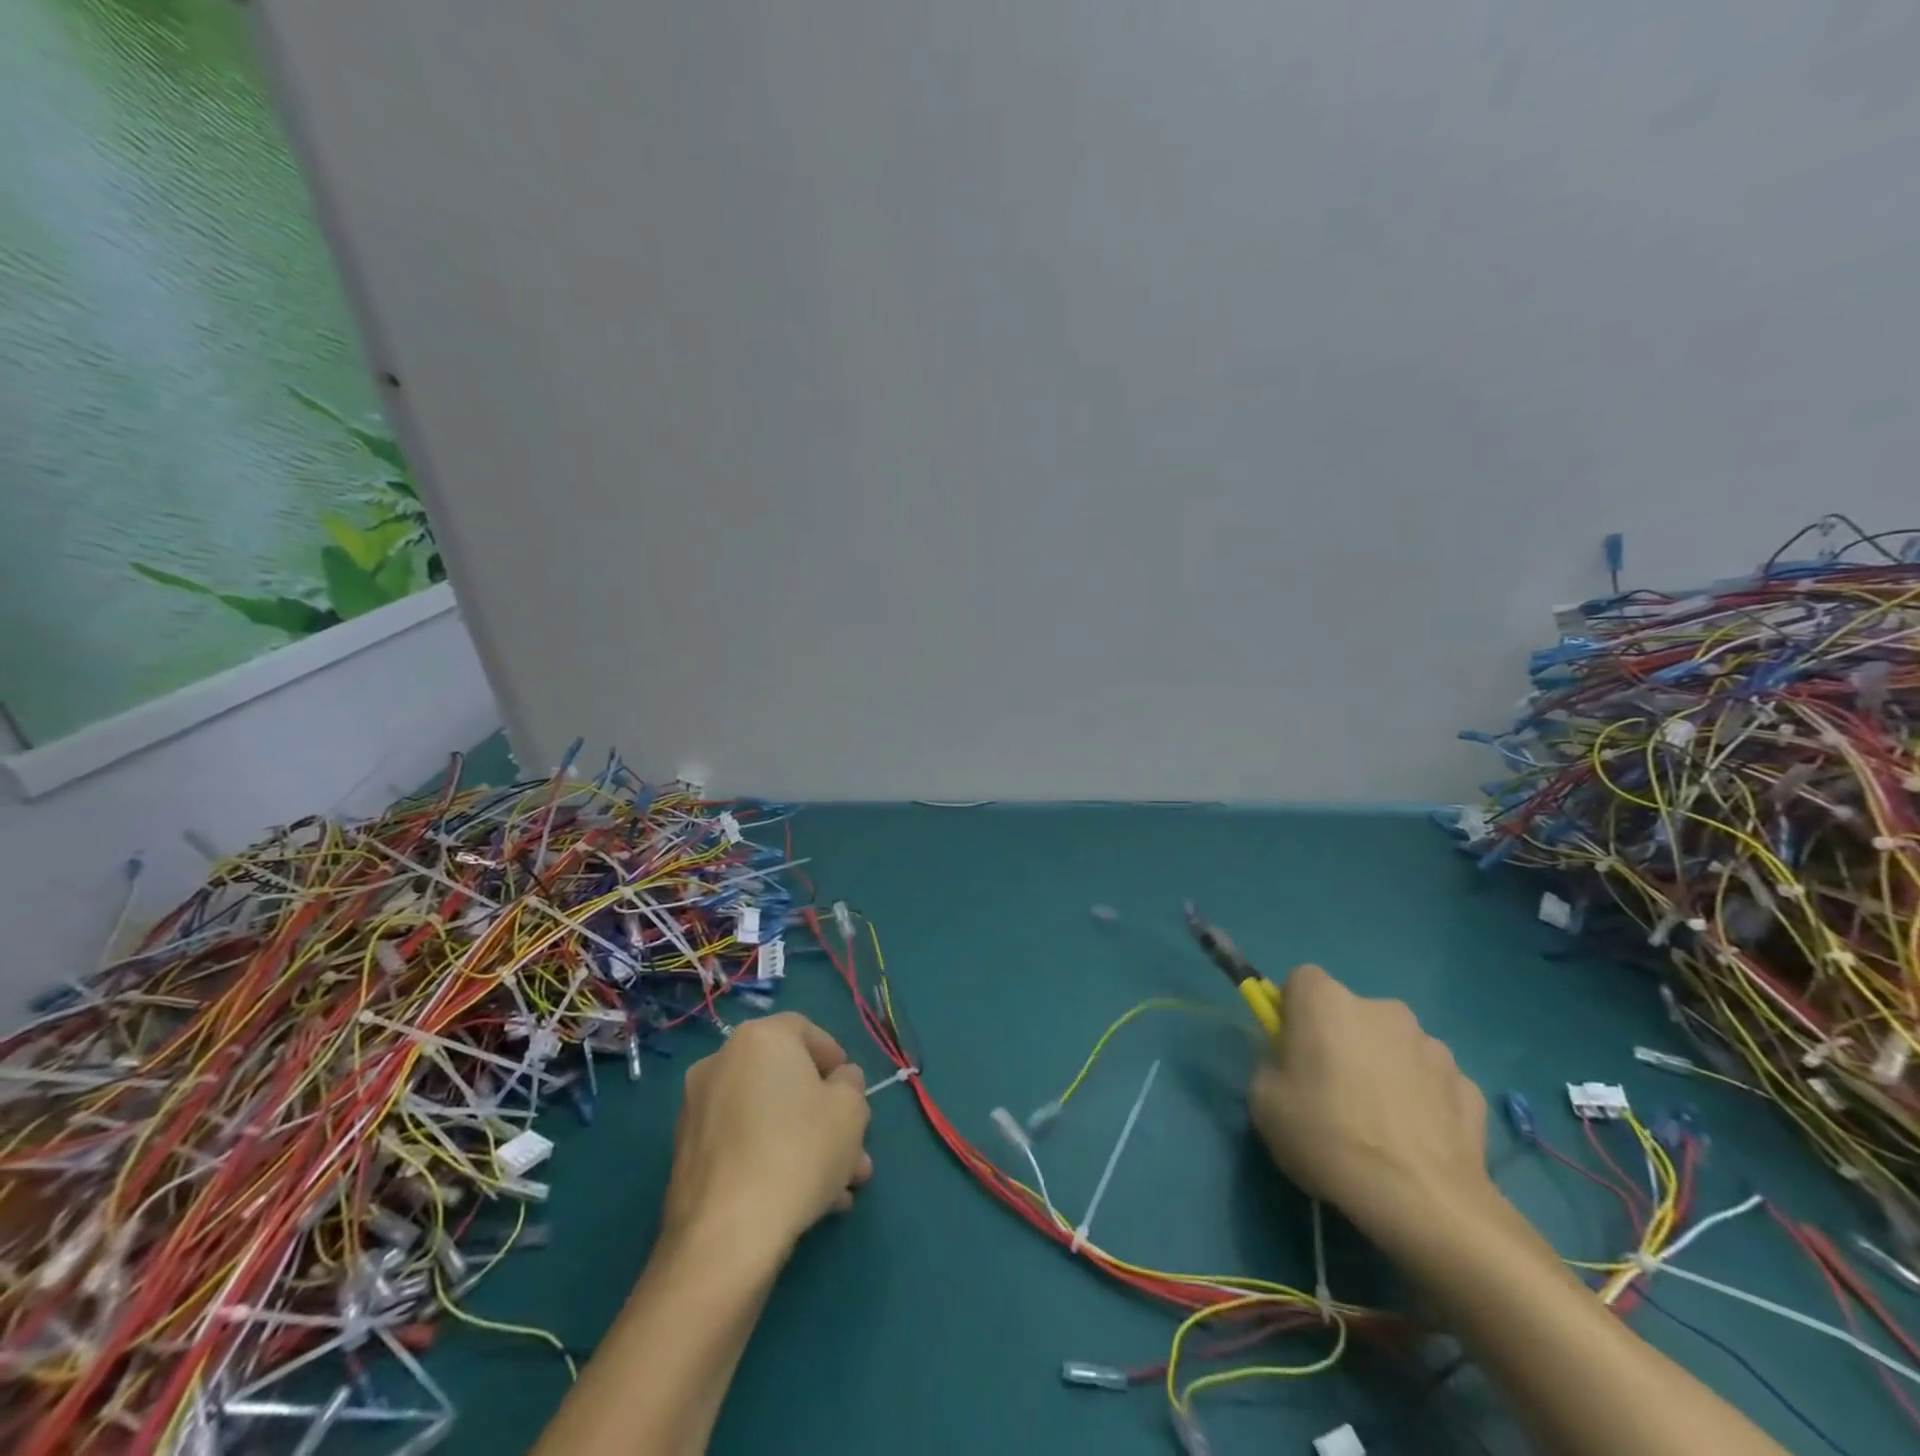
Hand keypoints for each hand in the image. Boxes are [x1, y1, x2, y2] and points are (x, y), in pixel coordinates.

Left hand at [661, 1013, 872, 1258]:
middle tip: (852, 1150)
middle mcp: (720, 1062)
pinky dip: (770, 1159)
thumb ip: (850, 1084)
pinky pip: (742, 1144)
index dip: (835, 1059)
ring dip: (804, 1143)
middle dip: (824, 1115)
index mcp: (759, 1038)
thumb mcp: (850, 1110)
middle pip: (786, 1080)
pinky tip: (801, 1201)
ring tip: (836, 1189)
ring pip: (766, 1117)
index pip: (805, 1031)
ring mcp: (697, 1110)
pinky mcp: (686, 1156)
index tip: (853, 1094)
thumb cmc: (799, 1152)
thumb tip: (838, 1081)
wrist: (727, 1236)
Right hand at [1249, 964, 1492, 1248]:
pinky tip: (1415, 1142)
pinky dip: (1422, 1101)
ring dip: (1385, 1069)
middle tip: (1331, 1092)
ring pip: (1395, 1046)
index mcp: (1326, 1001)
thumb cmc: (1326, 1136)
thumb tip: (1291, 1066)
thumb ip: (1272, 1066)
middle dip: (1342, 1041)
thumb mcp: (1263, 1101)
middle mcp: (1382, 1008)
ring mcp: (1432, 1046)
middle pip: (1351, 1013)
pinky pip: (1431, 1082)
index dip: (1293, 1012)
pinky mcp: (1469, 1086)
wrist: (1421, 1200)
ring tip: (1379, 1125)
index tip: (1291, 1050)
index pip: (1302, 981)